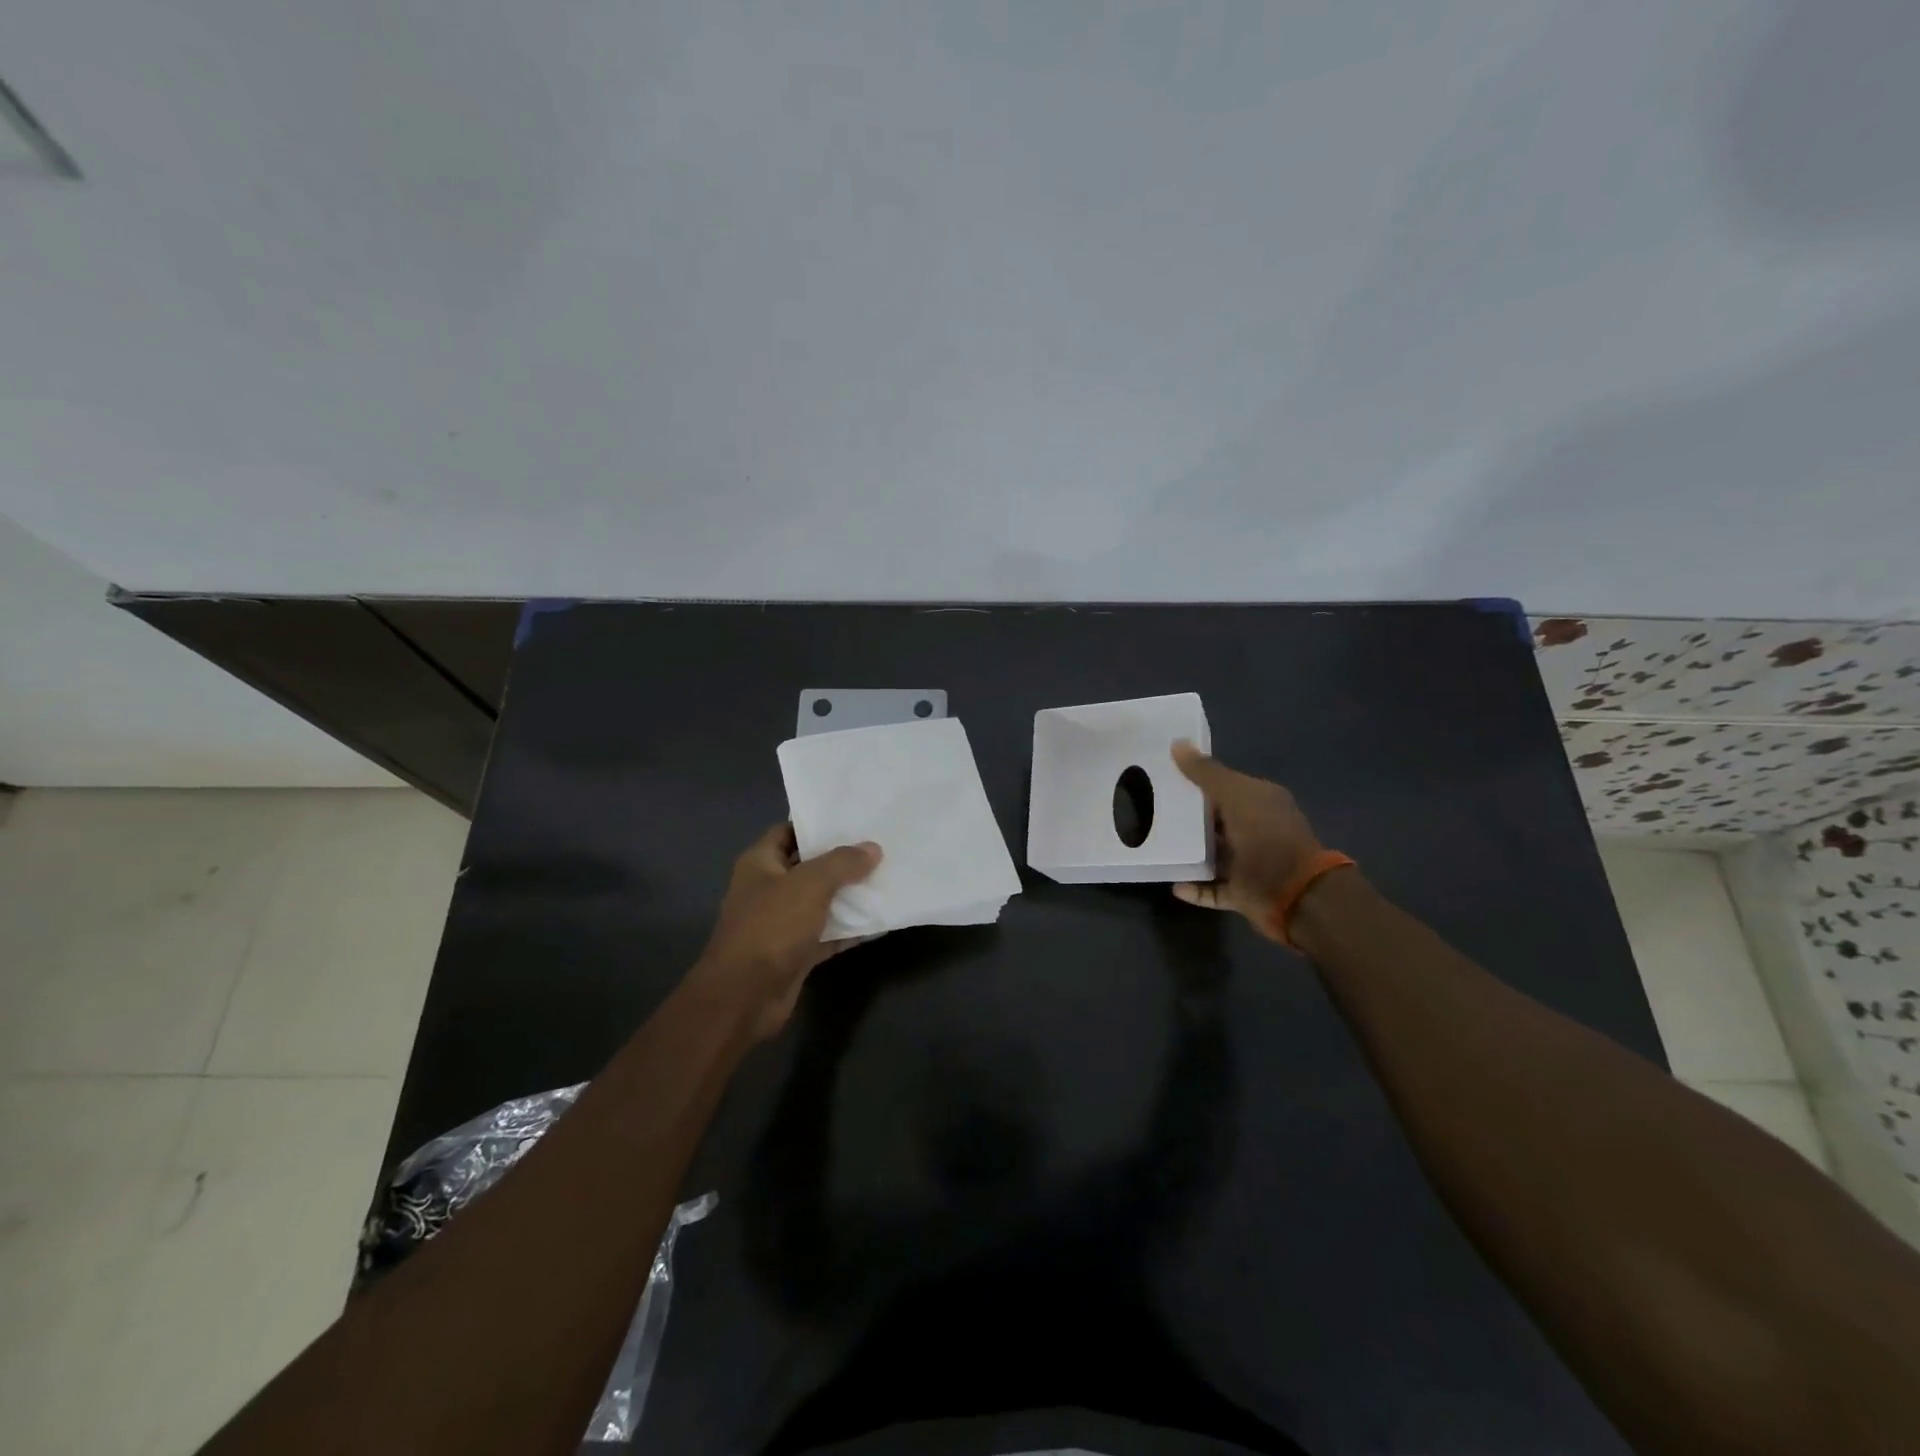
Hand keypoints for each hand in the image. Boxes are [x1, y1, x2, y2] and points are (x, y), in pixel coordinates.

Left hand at [691, 824, 882, 1039]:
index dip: (818, 825)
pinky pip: (828, 933)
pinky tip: (881, 921)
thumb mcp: (810, 885)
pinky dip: (850, 929)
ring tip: (887, 878)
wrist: (745, 997)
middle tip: (880, 847)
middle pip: (809, 866)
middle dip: (842, 860)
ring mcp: (782, 922)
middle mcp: (769, 889)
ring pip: (821, 901)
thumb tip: (873, 848)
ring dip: (850, 895)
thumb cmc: (771, 927)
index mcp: (760, 863)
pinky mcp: (796, 952)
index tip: (854, 819)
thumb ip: (842, 863)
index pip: (789, 831)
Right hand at [1170, 741, 1324, 941]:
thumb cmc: (1265, 835)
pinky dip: (1195, 888)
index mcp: (1261, 802)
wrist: (1295, 893)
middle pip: (1217, 821)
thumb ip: (1205, 772)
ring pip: (1214, 855)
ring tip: (1157, 846)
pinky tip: (1173, 883)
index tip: (1165, 778)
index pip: (1225, 786)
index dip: (1197, 780)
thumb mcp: (1234, 794)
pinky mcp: (1243, 892)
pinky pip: (1213, 889)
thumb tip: (1177, 742)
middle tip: (1150, 810)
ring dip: (1190, 853)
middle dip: (1188, 818)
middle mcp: (1257, 830)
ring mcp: (1251, 863)